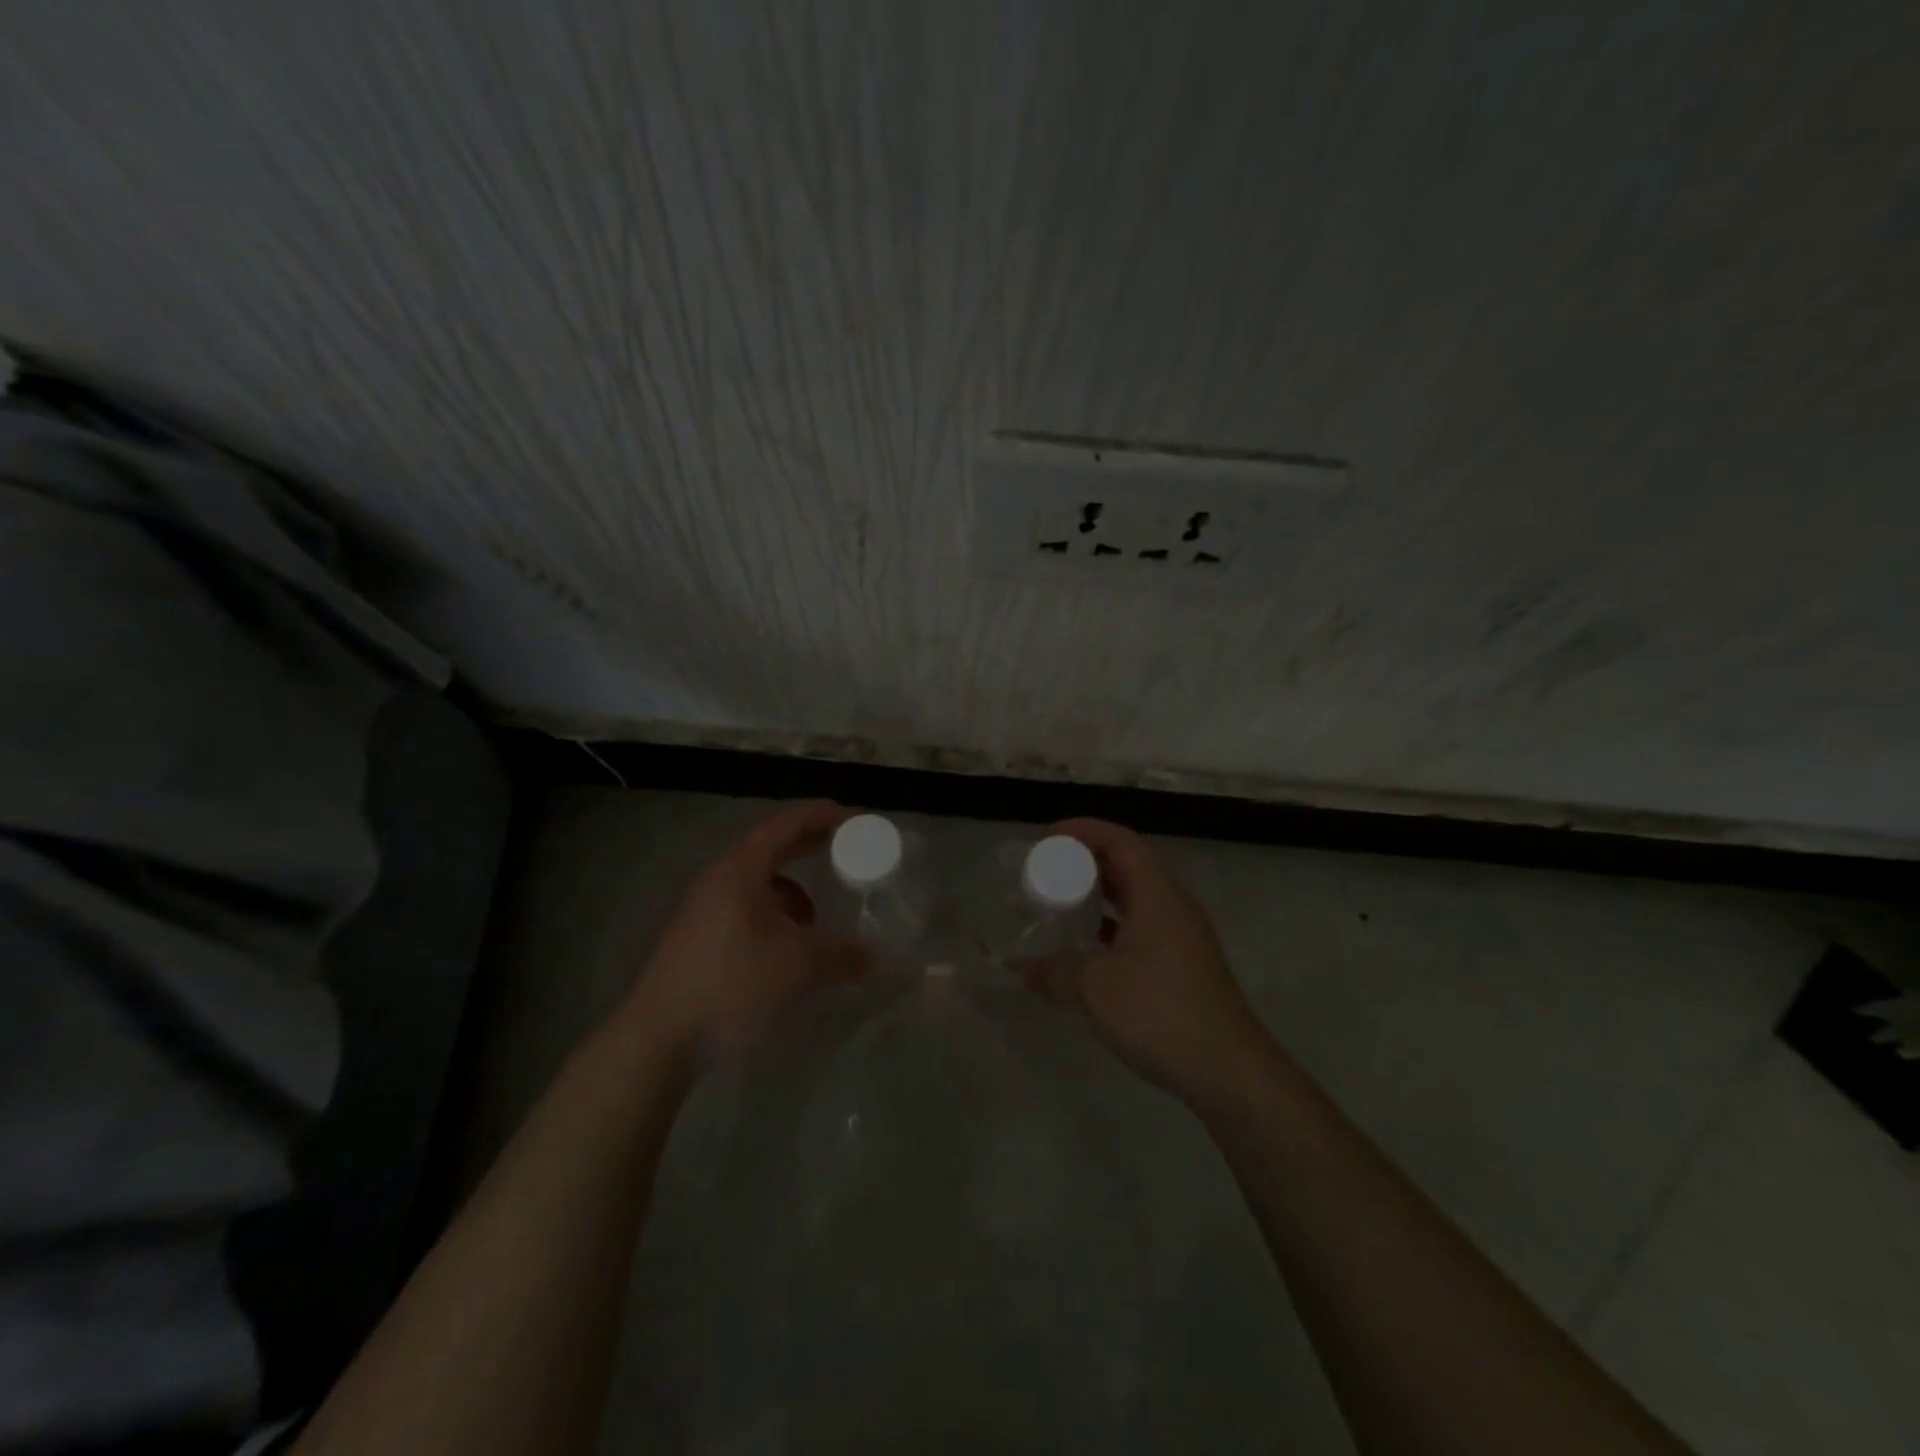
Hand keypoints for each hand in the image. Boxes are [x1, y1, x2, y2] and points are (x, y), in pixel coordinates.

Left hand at [622, 800, 869, 1071]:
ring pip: (758, 883)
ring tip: (818, 917)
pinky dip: (774, 915)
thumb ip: (842, 954)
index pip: (785, 823)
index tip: (855, 818)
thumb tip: (877, 960)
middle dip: (810, 847)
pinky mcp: (697, 937)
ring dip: (793, 890)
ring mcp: (703, 908)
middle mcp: (718, 878)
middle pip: (771, 847)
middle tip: (848, 850)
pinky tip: (787, 948)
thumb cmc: (731, 984)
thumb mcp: (798, 965)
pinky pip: (746, 908)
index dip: (821, 815)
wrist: (659, 1038)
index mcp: (740, 869)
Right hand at [1021, 818, 1272, 1110]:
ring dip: (1098, 896)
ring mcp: (1180, 937)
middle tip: (1047, 870)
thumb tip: (1022, 969)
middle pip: (1128, 865)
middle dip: (1086, 862)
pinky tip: (1085, 948)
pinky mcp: (1181, 965)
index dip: (1084, 830)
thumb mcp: (1096, 988)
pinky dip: (1110, 927)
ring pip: (1134, 899)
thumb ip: (1055, 972)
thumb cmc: (1161, 1013)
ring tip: (1060, 903)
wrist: (1229, 1071)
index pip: (1121, 841)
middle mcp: (1172, 907)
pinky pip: (1139, 928)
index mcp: (1158, 895)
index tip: (1048, 837)